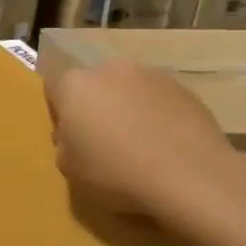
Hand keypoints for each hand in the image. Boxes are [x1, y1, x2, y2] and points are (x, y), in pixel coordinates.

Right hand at [46, 59, 245, 228]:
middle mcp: (109, 69)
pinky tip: (166, 145)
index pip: (54, 88)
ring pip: (127, 89)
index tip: (70, 138)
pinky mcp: (184, 88)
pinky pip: (158, 100)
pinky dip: (157, 116)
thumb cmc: (116, 172)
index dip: (59, 112)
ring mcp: (150, 75)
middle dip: (95, 106)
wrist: (191, 176)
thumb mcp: (69, 170)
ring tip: (140, 144)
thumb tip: (75, 136)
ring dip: (127, 108)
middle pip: (93, 85)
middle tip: (103, 141)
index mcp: (75, 85)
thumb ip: (64, 145)